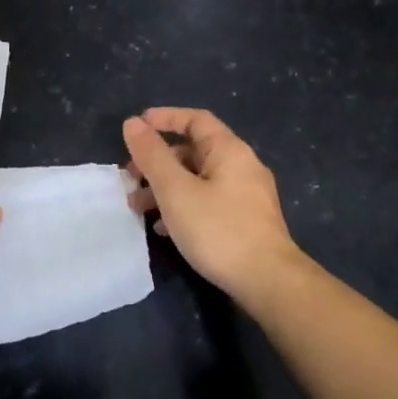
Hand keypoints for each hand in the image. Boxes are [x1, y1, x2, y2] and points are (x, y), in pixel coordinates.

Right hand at [122, 108, 300, 302]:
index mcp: (229, 151)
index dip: (165, 118)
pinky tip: (164, 228)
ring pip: (198, 180)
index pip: (196, 120)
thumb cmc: (218, 229)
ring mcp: (247, 196)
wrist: (266, 280)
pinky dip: (183, 206)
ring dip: (166, 188)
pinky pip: (208, 202)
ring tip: (138, 208)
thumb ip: (152, 155)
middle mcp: (242, 167)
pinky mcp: (246, 221)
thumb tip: (132, 123)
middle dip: (158, 162)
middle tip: (130, 178)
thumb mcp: (176, 190)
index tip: (137, 126)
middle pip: (194, 152)